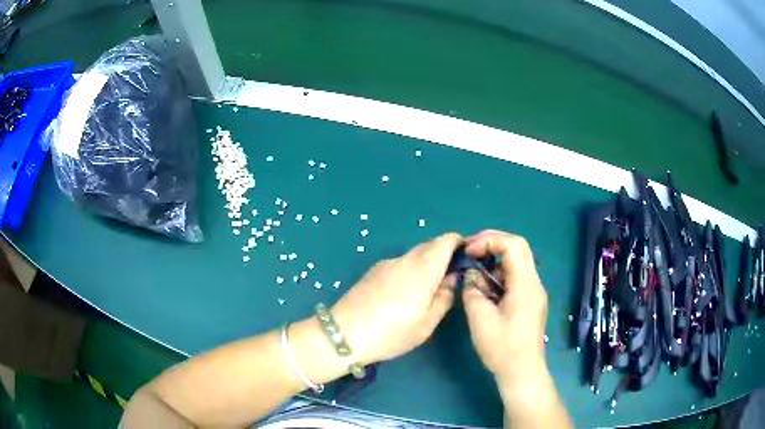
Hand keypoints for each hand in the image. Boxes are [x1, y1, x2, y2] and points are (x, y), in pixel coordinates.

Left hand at [331, 233, 461, 364]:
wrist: (344, 334)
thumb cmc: (391, 333)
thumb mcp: (427, 323)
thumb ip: (444, 297)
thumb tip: (452, 279)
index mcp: (422, 270)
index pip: (445, 241)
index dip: (459, 242)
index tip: (467, 256)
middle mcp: (404, 260)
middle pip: (430, 246)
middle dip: (444, 254)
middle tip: (450, 277)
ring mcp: (385, 264)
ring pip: (414, 255)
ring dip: (426, 263)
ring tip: (427, 290)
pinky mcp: (372, 272)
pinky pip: (399, 264)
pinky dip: (410, 270)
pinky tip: (404, 294)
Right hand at [461, 230, 548, 385]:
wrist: (522, 371)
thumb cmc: (502, 348)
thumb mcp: (480, 319)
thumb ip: (473, 291)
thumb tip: (471, 276)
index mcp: (525, 284)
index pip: (513, 245)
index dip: (489, 240)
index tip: (468, 251)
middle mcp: (534, 282)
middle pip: (518, 248)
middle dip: (492, 244)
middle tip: (470, 252)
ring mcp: (533, 292)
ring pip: (517, 262)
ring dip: (494, 261)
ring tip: (474, 273)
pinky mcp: (530, 301)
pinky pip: (515, 278)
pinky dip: (499, 275)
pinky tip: (485, 290)